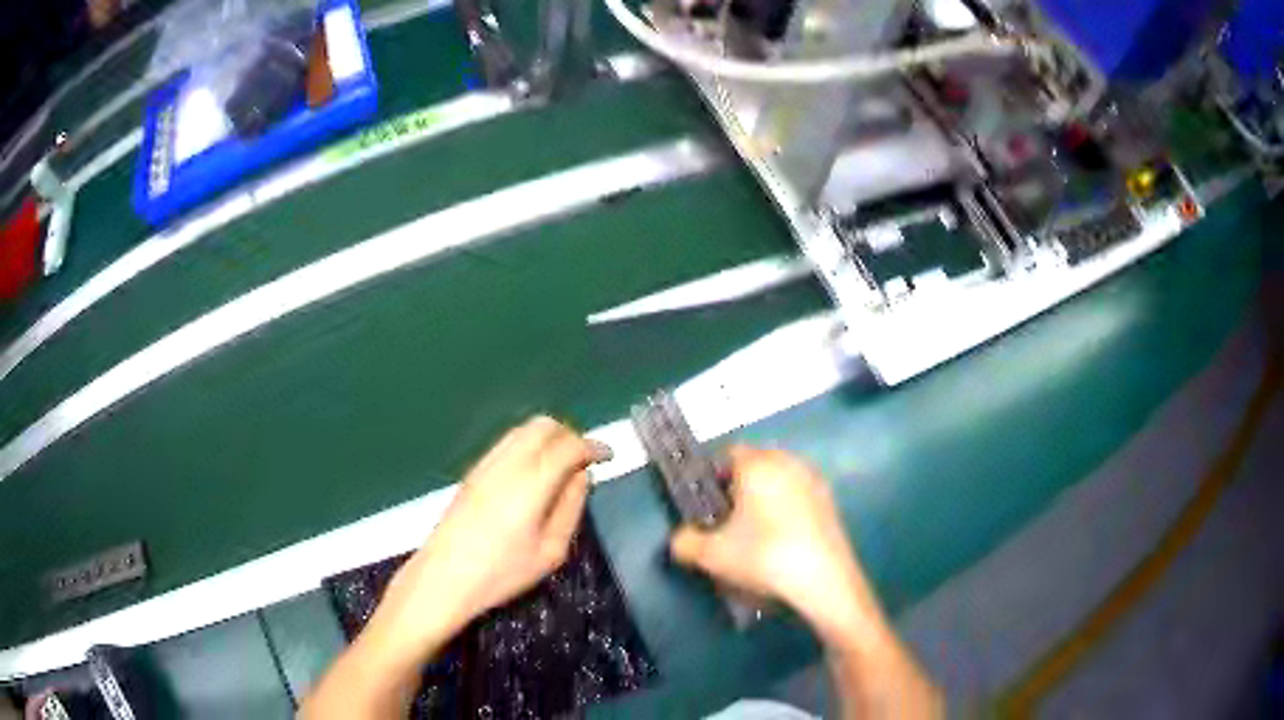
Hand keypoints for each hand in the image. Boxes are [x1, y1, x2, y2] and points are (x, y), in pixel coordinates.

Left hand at [300, 417, 612, 719]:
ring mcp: (486, 464)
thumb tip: (582, 475)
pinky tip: (534, 473)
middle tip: (585, 461)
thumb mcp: (550, 551)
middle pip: (544, 426)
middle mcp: (507, 463)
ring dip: (549, 438)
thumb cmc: (501, 573)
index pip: (569, 446)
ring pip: (524, 430)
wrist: (444, 577)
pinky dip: (529, 445)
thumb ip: (571, 507)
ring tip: (562, 466)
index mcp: (531, 483)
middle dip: (570, 435)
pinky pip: (508, 443)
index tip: (609, 456)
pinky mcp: (473, 472)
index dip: (593, 446)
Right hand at [670, 446, 882, 641]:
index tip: (705, 505)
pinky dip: (787, 510)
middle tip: (726, 520)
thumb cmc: (764, 556)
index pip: (728, 453)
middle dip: (739, 487)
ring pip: (779, 481)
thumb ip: (685, 542)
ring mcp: (813, 481)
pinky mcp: (830, 503)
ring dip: (765, 499)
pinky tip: (781, 541)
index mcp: (758, 464)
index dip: (712, 477)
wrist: (823, 580)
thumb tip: (681, 539)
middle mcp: (788, 462)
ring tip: (754, 534)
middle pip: (756, 465)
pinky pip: (798, 497)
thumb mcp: (711, 555)